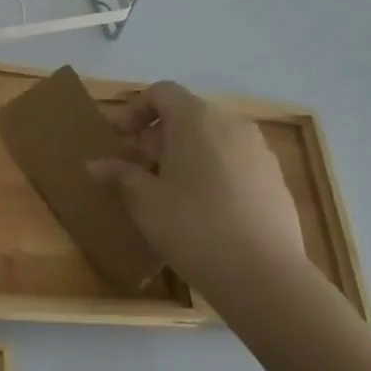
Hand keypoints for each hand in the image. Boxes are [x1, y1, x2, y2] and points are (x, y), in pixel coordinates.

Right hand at [86, 81, 305, 303]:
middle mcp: (231, 124)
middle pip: (188, 114)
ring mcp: (260, 153)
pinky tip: (205, 208)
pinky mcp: (277, 182)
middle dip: (160, 134)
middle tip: (141, 165)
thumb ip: (119, 175)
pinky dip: (215, 171)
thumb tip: (93, 165)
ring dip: (188, 152)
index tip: (121, 138)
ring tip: (172, 187)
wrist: (266, 278)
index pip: (161, 92)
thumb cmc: (193, 226)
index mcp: (196, 118)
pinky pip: (236, 162)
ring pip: (214, 138)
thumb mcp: (144, 200)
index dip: (136, 110)